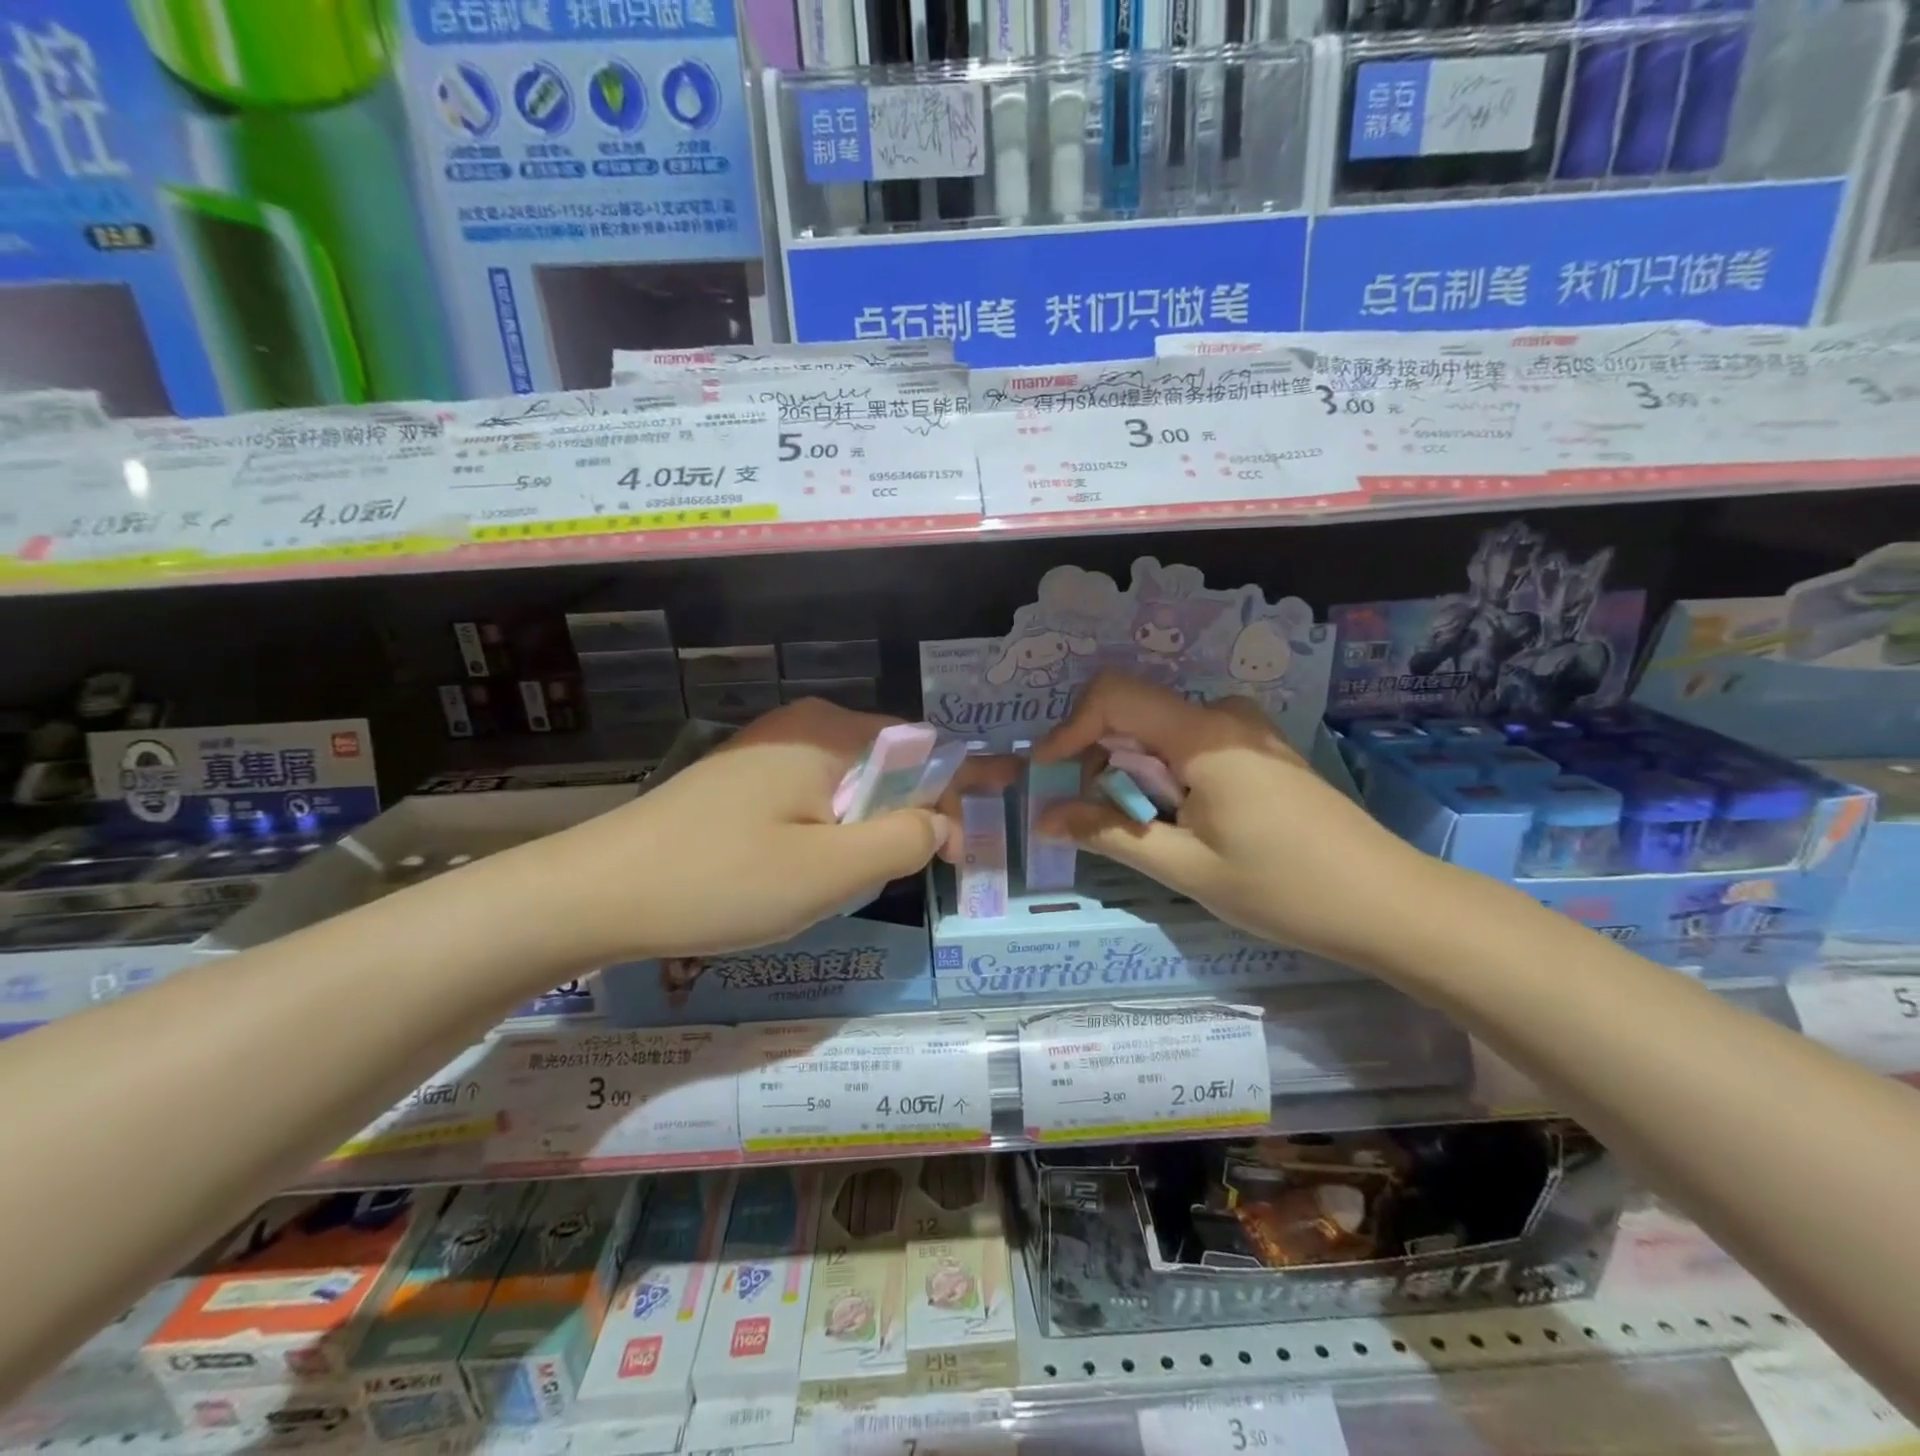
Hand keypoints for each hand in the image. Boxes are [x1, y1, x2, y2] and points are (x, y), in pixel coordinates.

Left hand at [540, 699, 955, 960]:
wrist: (595, 894)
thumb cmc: (721, 881)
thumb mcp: (829, 871)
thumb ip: (902, 840)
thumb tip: (944, 822)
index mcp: (830, 733)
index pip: (924, 750)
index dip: (961, 791)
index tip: (981, 838)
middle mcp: (802, 727)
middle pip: (887, 766)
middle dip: (915, 815)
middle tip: (929, 871)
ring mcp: (767, 752)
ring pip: (849, 788)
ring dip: (870, 830)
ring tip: (865, 881)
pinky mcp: (742, 782)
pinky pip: (812, 799)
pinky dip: (832, 832)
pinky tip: (813, 872)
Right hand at [1035, 672, 1439, 967]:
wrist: (1388, 903)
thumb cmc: (1283, 888)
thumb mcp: (1184, 866)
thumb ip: (1108, 833)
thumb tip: (1044, 816)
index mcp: (1204, 734)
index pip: (1114, 696)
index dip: (1070, 729)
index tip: (1048, 774)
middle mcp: (1224, 715)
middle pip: (1135, 715)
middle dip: (1100, 761)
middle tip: (1094, 819)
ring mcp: (1247, 730)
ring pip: (1160, 732)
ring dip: (1133, 774)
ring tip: (1143, 830)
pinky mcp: (1260, 750)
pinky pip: (1191, 745)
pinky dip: (1164, 776)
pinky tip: (1179, 821)